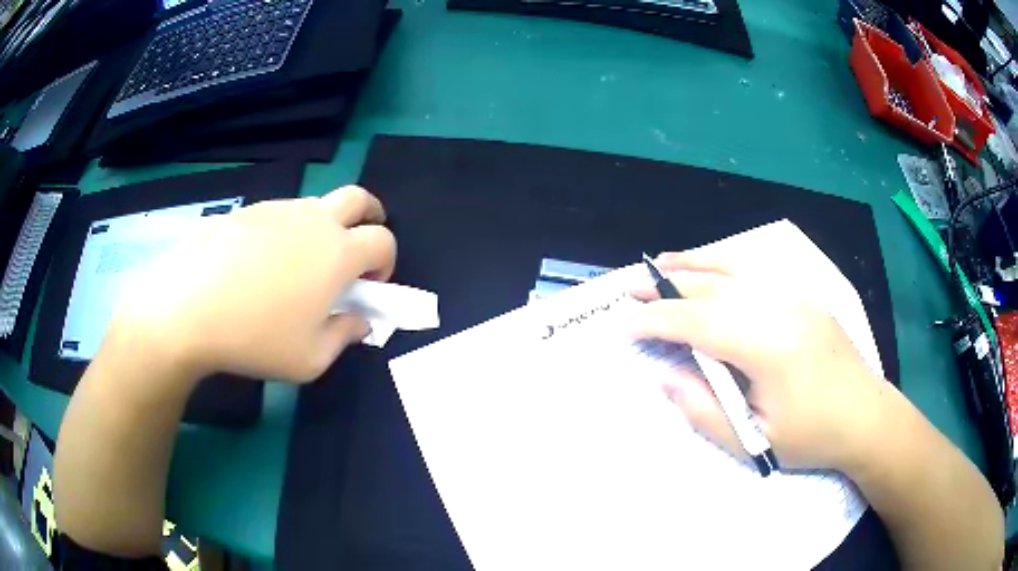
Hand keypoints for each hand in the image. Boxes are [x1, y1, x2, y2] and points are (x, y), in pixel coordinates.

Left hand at [111, 186, 395, 382]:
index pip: (383, 241)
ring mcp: (278, 210)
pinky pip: (278, 216)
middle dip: (370, 217)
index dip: (386, 262)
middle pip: (359, 198)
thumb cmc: (255, 338)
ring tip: (298, 267)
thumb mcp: (310, 360)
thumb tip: (359, 321)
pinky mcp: (247, 210)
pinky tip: (258, 266)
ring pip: (316, 205)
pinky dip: (284, 233)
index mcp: (338, 253)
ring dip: (323, 228)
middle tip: (358, 246)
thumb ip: (345, 337)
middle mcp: (314, 220)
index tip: (371, 285)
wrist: (188, 307)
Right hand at [633, 249, 891, 472]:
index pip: (699, 323)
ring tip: (663, 263)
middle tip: (631, 289)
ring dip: (695, 264)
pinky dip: (727, 265)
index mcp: (769, 346)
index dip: (657, 322)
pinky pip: (758, 271)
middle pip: (713, 288)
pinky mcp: (806, 295)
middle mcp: (781, 307)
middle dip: (667, 287)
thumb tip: (665, 378)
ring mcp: (797, 295)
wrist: (867, 417)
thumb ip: (704, 410)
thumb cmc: (812, 436)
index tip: (625, 327)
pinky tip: (713, 268)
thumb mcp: (755, 439)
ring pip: (736, 268)